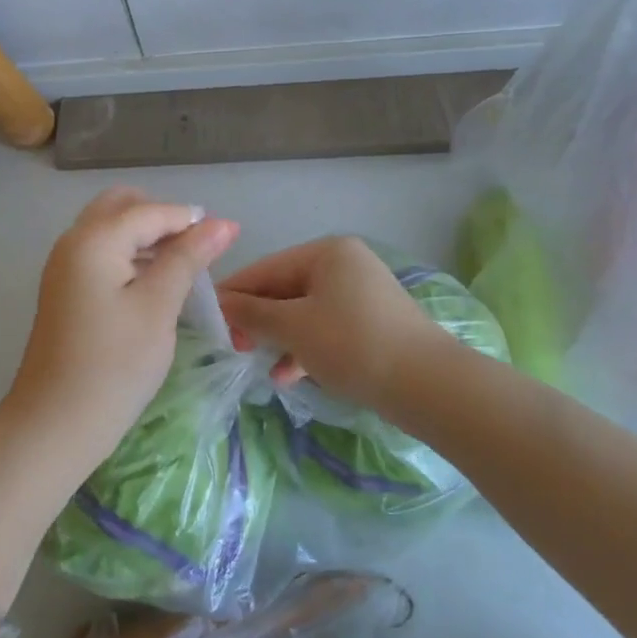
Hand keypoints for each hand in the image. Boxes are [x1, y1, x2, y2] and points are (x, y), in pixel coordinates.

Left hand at [3, 188, 237, 467]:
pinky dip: (128, 255)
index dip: (191, 220)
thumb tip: (222, 223)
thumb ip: (188, 258)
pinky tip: (153, 283)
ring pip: (109, 229)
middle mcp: (73, 241)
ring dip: (145, 236)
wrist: (55, 424)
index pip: (150, 210)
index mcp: (94, 239)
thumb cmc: (114, 364)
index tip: (229, 238)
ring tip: (182, 268)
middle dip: (161, 219)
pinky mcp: (64, 289)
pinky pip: (100, 253)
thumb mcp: (158, 306)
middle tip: (195, 251)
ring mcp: (64, 266)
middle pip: (122, 207)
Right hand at [217, 236, 440, 414]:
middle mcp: (345, 264)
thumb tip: (219, 303)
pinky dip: (304, 347)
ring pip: (304, 312)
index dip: (234, 294)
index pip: (265, 268)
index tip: (207, 320)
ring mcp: (361, 294)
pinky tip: (286, 376)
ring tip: (254, 362)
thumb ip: (252, 314)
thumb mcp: (294, 327)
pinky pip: (326, 329)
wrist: (428, 385)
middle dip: (257, 319)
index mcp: (326, 252)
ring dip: (278, 337)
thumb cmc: (353, 344)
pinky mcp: (371, 324)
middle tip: (232, 346)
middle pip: (285, 289)